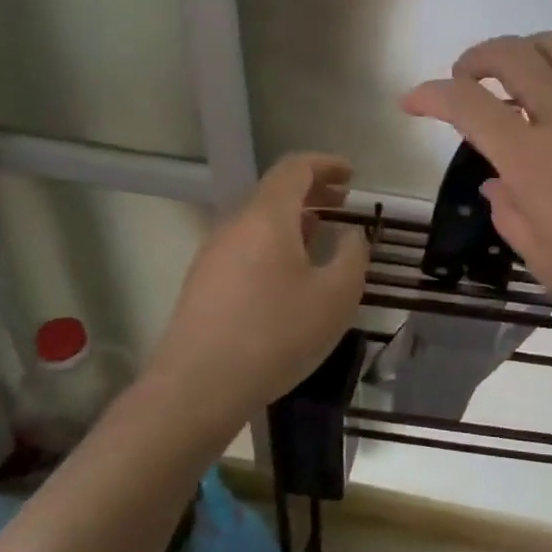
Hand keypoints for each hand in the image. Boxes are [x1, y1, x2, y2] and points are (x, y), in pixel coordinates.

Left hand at [149, 153, 369, 414]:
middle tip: (343, 203)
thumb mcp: (336, 297)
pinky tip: (291, 273)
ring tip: (322, 236)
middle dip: (312, 191)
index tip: (352, 175)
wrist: (198, 387)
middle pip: (274, 191)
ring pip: (259, 220)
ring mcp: (213, 253)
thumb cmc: (276, 334)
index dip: (326, 164)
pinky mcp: (204, 282)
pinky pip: (246, 245)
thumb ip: (353, 256)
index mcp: (267, 217)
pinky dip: (275, 242)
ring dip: (294, 219)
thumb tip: (352, 235)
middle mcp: (235, 225)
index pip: (295, 168)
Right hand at [400, 32, 551, 332]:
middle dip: (477, 56)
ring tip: (518, 74)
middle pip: (513, 55)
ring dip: (527, 49)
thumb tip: (498, 184)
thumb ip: (510, 214)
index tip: (412, 100)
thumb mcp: (545, 258)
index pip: (468, 105)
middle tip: (466, 78)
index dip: (431, 95)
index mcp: (533, 157)